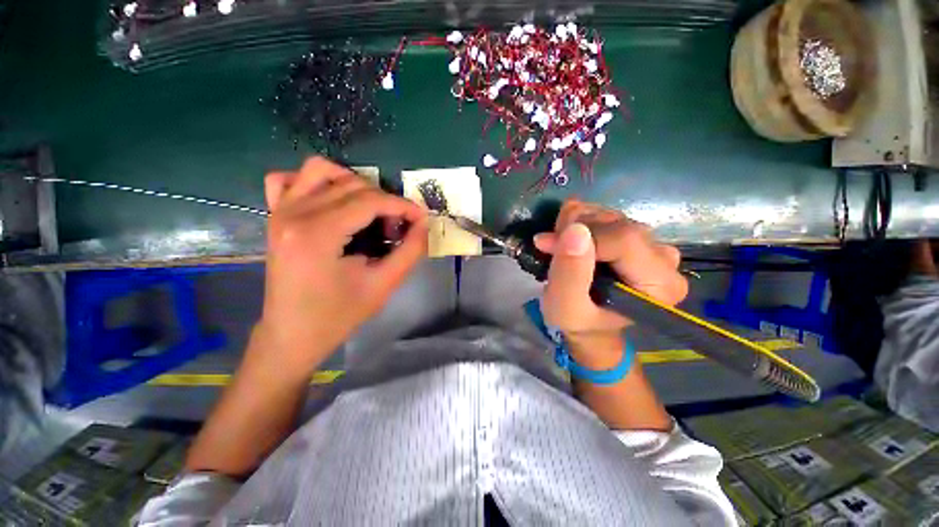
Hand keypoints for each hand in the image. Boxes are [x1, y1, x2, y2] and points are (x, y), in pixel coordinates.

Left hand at [255, 157, 427, 374]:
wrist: (293, 335)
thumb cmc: (339, 315)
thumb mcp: (383, 285)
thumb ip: (410, 251)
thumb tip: (424, 224)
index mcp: (317, 234)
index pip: (370, 201)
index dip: (402, 206)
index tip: (422, 217)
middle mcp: (294, 213)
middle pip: (351, 185)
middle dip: (385, 200)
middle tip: (399, 226)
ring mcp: (279, 211)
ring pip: (321, 170)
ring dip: (354, 184)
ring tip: (371, 210)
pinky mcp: (275, 217)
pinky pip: (287, 179)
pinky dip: (315, 182)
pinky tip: (332, 201)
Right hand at [534, 199, 686, 366]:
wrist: (590, 325)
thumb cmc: (579, 322)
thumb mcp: (565, 308)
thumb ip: (570, 275)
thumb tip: (575, 230)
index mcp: (660, 284)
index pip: (623, 239)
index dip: (580, 235)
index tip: (546, 245)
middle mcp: (664, 258)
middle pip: (617, 223)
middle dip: (575, 229)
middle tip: (551, 247)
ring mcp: (652, 244)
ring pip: (609, 215)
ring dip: (575, 225)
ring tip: (560, 247)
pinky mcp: (637, 236)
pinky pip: (605, 215)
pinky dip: (580, 222)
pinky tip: (570, 240)